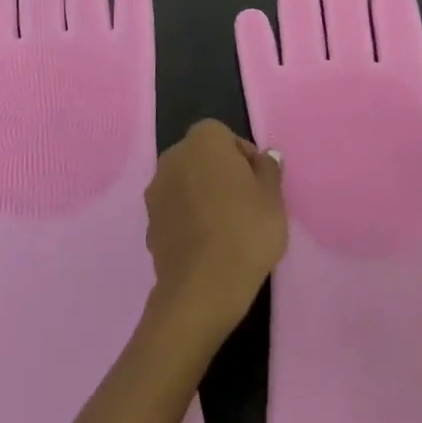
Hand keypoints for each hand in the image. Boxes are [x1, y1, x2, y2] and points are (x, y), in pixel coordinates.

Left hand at [144, 120, 286, 346]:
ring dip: (201, 195)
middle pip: (201, 157)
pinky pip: (175, 210)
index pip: (224, 136)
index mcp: (204, 141)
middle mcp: (173, 157)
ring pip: (186, 183)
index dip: (243, 157)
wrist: (202, 286)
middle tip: (245, 203)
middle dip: (220, 173)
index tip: (258, 183)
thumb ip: (269, 170)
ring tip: (226, 226)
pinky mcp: (149, 222)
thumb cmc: (246, 231)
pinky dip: (188, 218)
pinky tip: (206, 243)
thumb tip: (265, 157)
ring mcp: (156, 190)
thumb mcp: (273, 198)